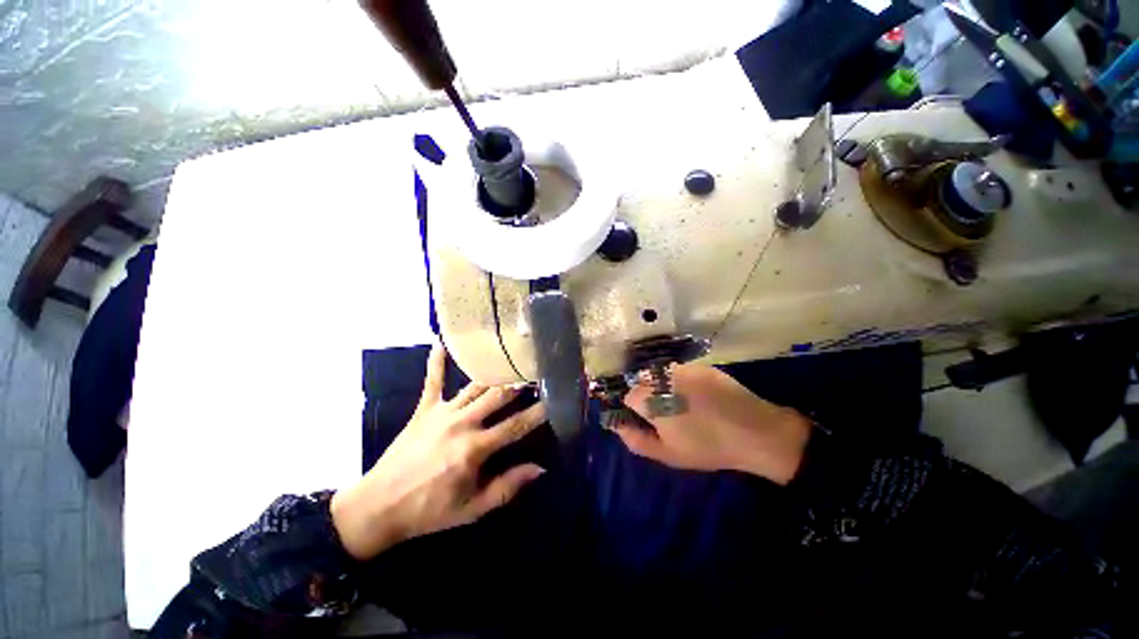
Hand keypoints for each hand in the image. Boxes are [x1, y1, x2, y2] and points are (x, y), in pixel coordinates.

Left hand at [331, 342, 546, 560]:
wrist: (378, 507)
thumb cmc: (429, 511)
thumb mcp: (472, 508)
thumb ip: (507, 486)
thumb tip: (540, 468)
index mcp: (475, 448)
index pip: (516, 425)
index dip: (539, 412)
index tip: (555, 399)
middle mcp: (462, 423)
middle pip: (499, 396)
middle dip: (521, 383)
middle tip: (537, 372)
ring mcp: (442, 412)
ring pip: (476, 385)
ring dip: (496, 372)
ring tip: (512, 359)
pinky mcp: (424, 409)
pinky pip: (433, 380)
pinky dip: (437, 361)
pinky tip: (441, 341)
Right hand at [615, 364, 810, 484]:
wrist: (755, 432)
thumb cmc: (707, 447)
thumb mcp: (667, 453)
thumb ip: (636, 440)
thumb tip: (617, 426)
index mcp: (652, 399)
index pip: (630, 396)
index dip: (637, 409)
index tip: (650, 420)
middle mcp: (663, 377)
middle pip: (642, 380)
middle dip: (648, 394)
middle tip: (666, 413)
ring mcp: (683, 368)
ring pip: (660, 373)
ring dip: (663, 385)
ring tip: (682, 403)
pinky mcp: (700, 365)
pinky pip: (680, 370)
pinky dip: (680, 380)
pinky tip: (697, 395)